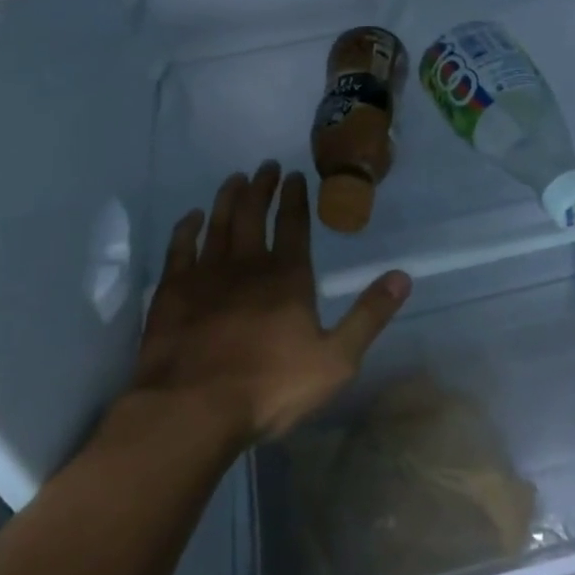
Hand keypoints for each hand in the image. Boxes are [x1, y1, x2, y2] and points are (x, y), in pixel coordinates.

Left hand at [129, 160, 411, 444]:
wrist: (193, 408)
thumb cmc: (270, 387)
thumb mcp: (336, 360)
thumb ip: (369, 316)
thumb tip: (402, 276)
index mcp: (288, 278)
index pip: (294, 225)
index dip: (295, 197)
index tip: (294, 175)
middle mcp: (247, 265)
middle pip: (254, 214)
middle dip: (262, 187)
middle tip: (265, 166)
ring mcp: (206, 275)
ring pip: (218, 223)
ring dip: (228, 198)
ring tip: (234, 179)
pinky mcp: (172, 291)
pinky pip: (180, 248)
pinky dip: (186, 229)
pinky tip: (191, 218)